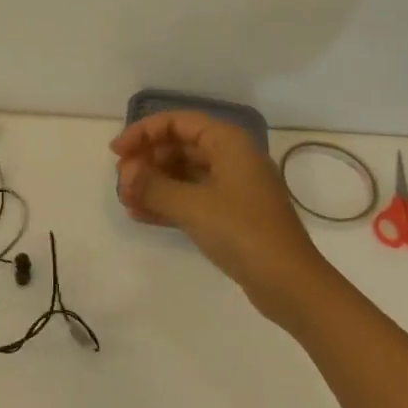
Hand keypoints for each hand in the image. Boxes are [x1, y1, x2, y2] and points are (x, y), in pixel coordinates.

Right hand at [112, 111, 324, 321]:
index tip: (117, 152)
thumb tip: (127, 174)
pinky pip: (191, 198)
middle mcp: (231, 157)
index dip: (143, 132)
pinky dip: (167, 203)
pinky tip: (140, 215)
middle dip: (147, 161)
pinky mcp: (231, 215)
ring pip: (183, 174)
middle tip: (122, 181)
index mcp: (228, 142)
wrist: (290, 284)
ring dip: (154, 183)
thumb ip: (153, 186)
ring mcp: (233, 187)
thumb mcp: (192, 206)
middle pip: (179, 146)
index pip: (177, 123)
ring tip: (126, 199)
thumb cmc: (242, 232)